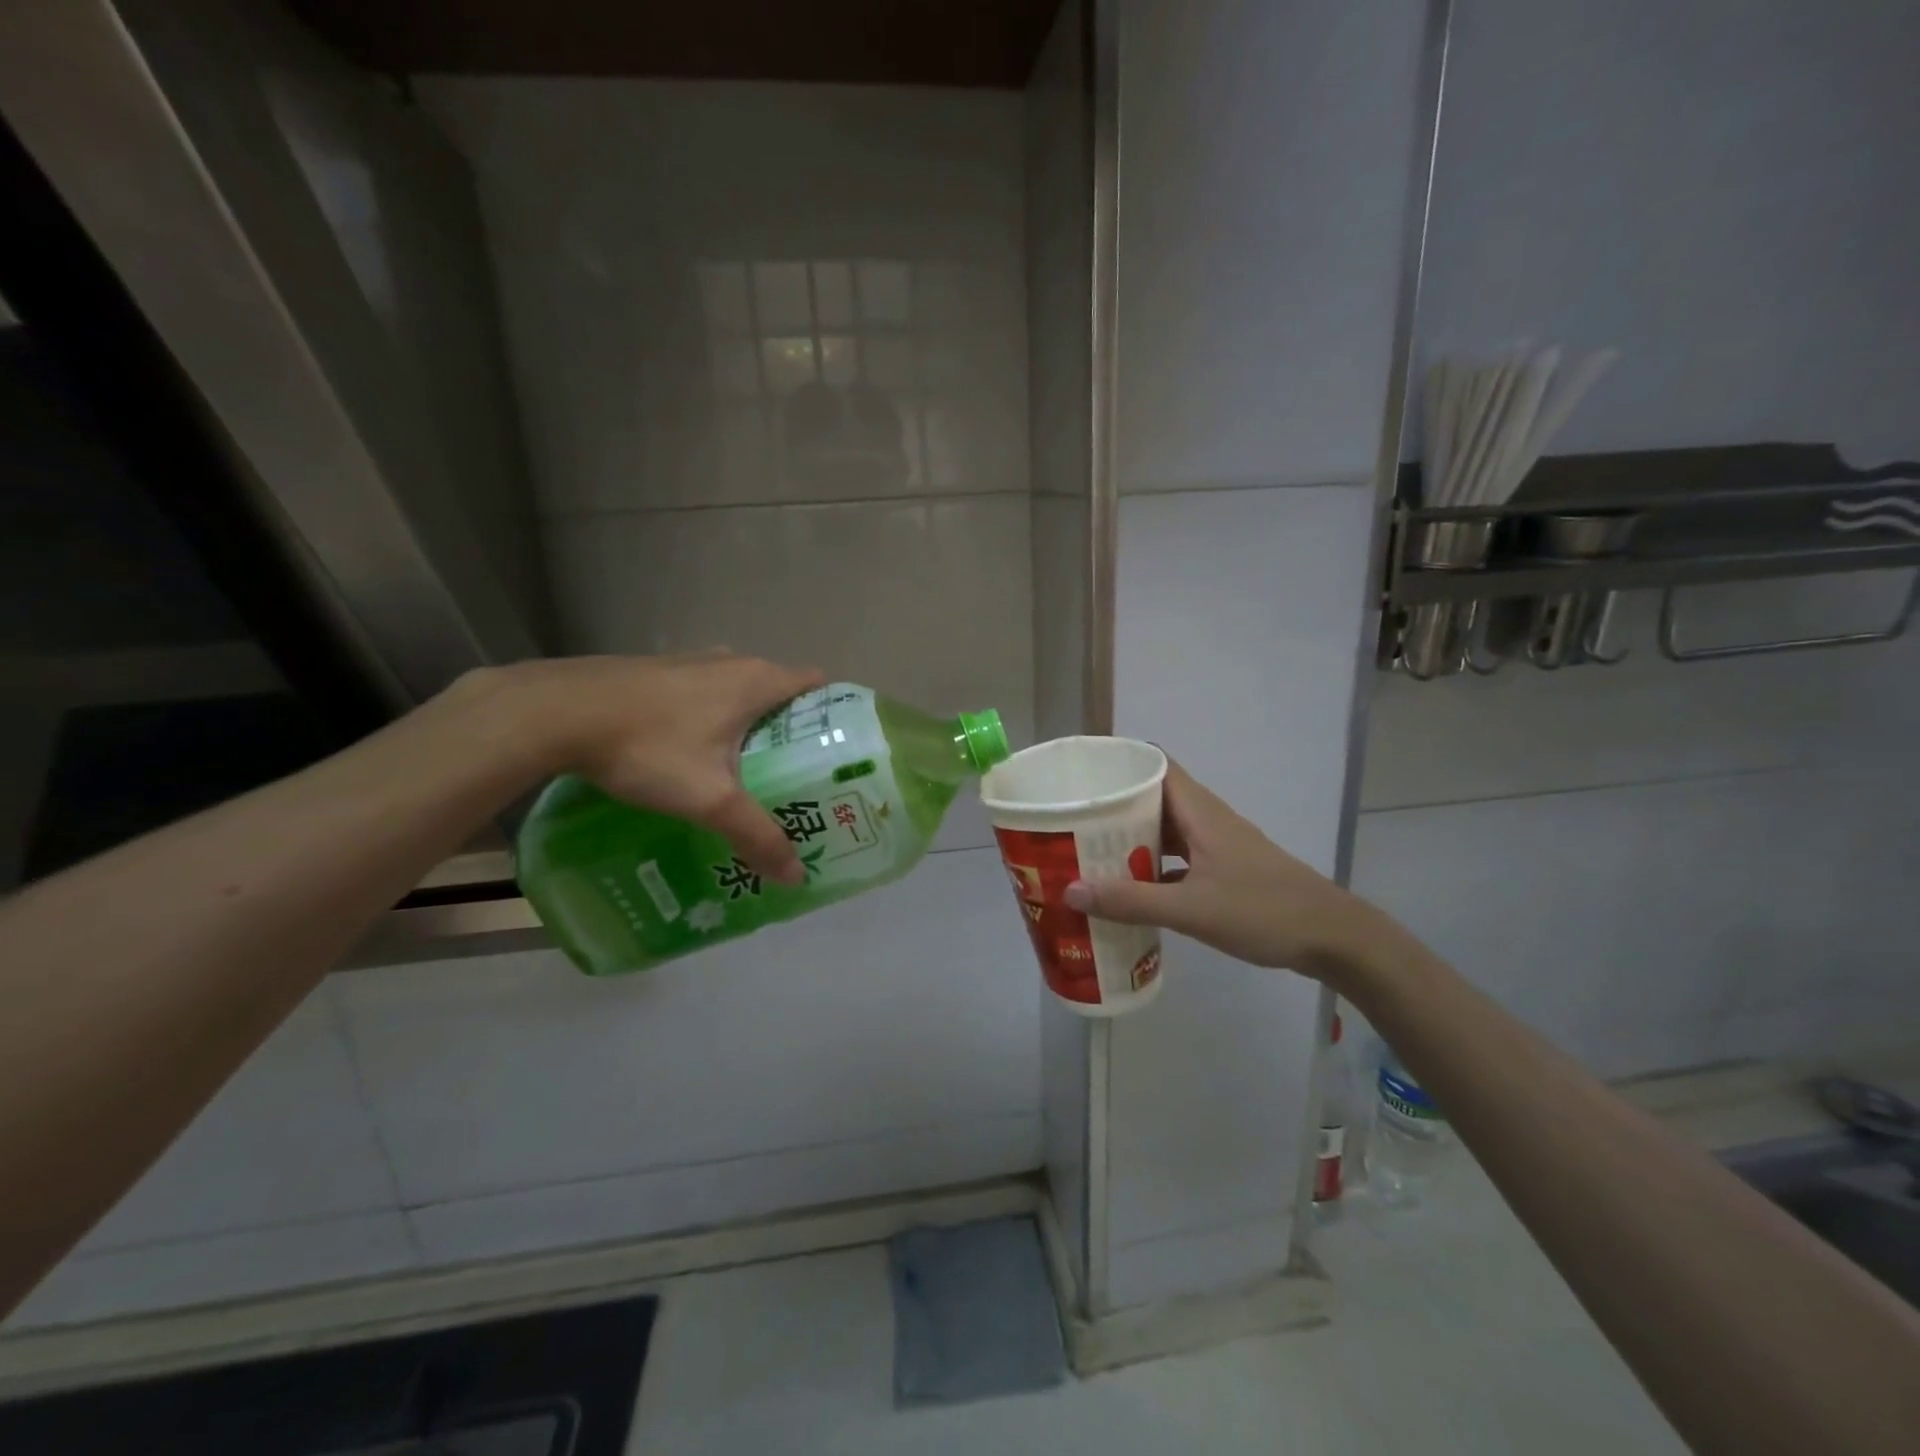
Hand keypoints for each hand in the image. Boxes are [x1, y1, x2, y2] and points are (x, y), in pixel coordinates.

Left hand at [497, 653, 825, 885]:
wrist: (554, 712)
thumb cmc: (648, 746)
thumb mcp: (710, 799)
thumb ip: (757, 835)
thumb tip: (797, 876)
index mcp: (756, 680)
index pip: (817, 685)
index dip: (834, 715)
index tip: (838, 753)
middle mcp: (731, 661)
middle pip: (781, 692)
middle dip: (794, 731)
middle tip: (798, 777)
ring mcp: (690, 663)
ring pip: (740, 693)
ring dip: (751, 726)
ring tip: (752, 773)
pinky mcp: (657, 672)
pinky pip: (705, 694)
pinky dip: (715, 720)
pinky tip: (696, 758)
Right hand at [1062, 760, 1393, 980]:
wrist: (1333, 937)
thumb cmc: (1263, 911)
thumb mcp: (1191, 909)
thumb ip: (1131, 901)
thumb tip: (1069, 890)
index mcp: (1200, 812)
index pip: (1155, 765)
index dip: (1120, 762)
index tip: (1083, 775)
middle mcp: (1207, 819)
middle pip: (1154, 796)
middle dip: (1115, 804)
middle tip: (1074, 819)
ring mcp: (1219, 845)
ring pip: (1167, 828)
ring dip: (1133, 837)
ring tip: (1091, 850)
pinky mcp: (1226, 869)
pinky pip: (1179, 856)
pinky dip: (1154, 865)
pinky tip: (1132, 889)